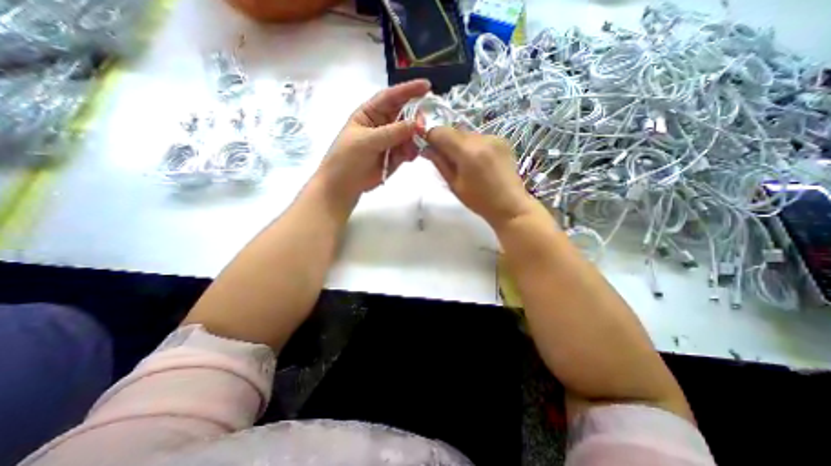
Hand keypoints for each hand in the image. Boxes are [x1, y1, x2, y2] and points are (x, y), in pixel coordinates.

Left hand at [312, 78, 428, 201]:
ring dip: (414, 139)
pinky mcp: (394, 156)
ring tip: (413, 148)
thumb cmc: (347, 158)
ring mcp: (389, 141)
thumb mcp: (367, 141)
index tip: (427, 86)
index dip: (408, 90)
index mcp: (370, 113)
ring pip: (409, 134)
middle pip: (404, 115)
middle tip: (423, 127)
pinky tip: (409, 157)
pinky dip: (411, 152)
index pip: (391, 97)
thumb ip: (392, 132)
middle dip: (415, 118)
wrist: (344, 186)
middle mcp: (382, 124)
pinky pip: (408, 150)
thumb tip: (417, 124)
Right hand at [425, 127, 534, 228]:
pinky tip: (476, 162)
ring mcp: (494, 138)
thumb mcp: (454, 185)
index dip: (430, 137)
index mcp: (468, 151)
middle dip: (445, 142)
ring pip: (467, 134)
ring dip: (459, 144)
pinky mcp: (502, 140)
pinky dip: (472, 146)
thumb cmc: (479, 201)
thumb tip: (425, 148)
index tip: (428, 148)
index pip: (441, 131)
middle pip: (454, 131)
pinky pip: (479, 138)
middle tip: (444, 159)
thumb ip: (439, 163)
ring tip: (462, 163)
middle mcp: (481, 138)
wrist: (510, 205)